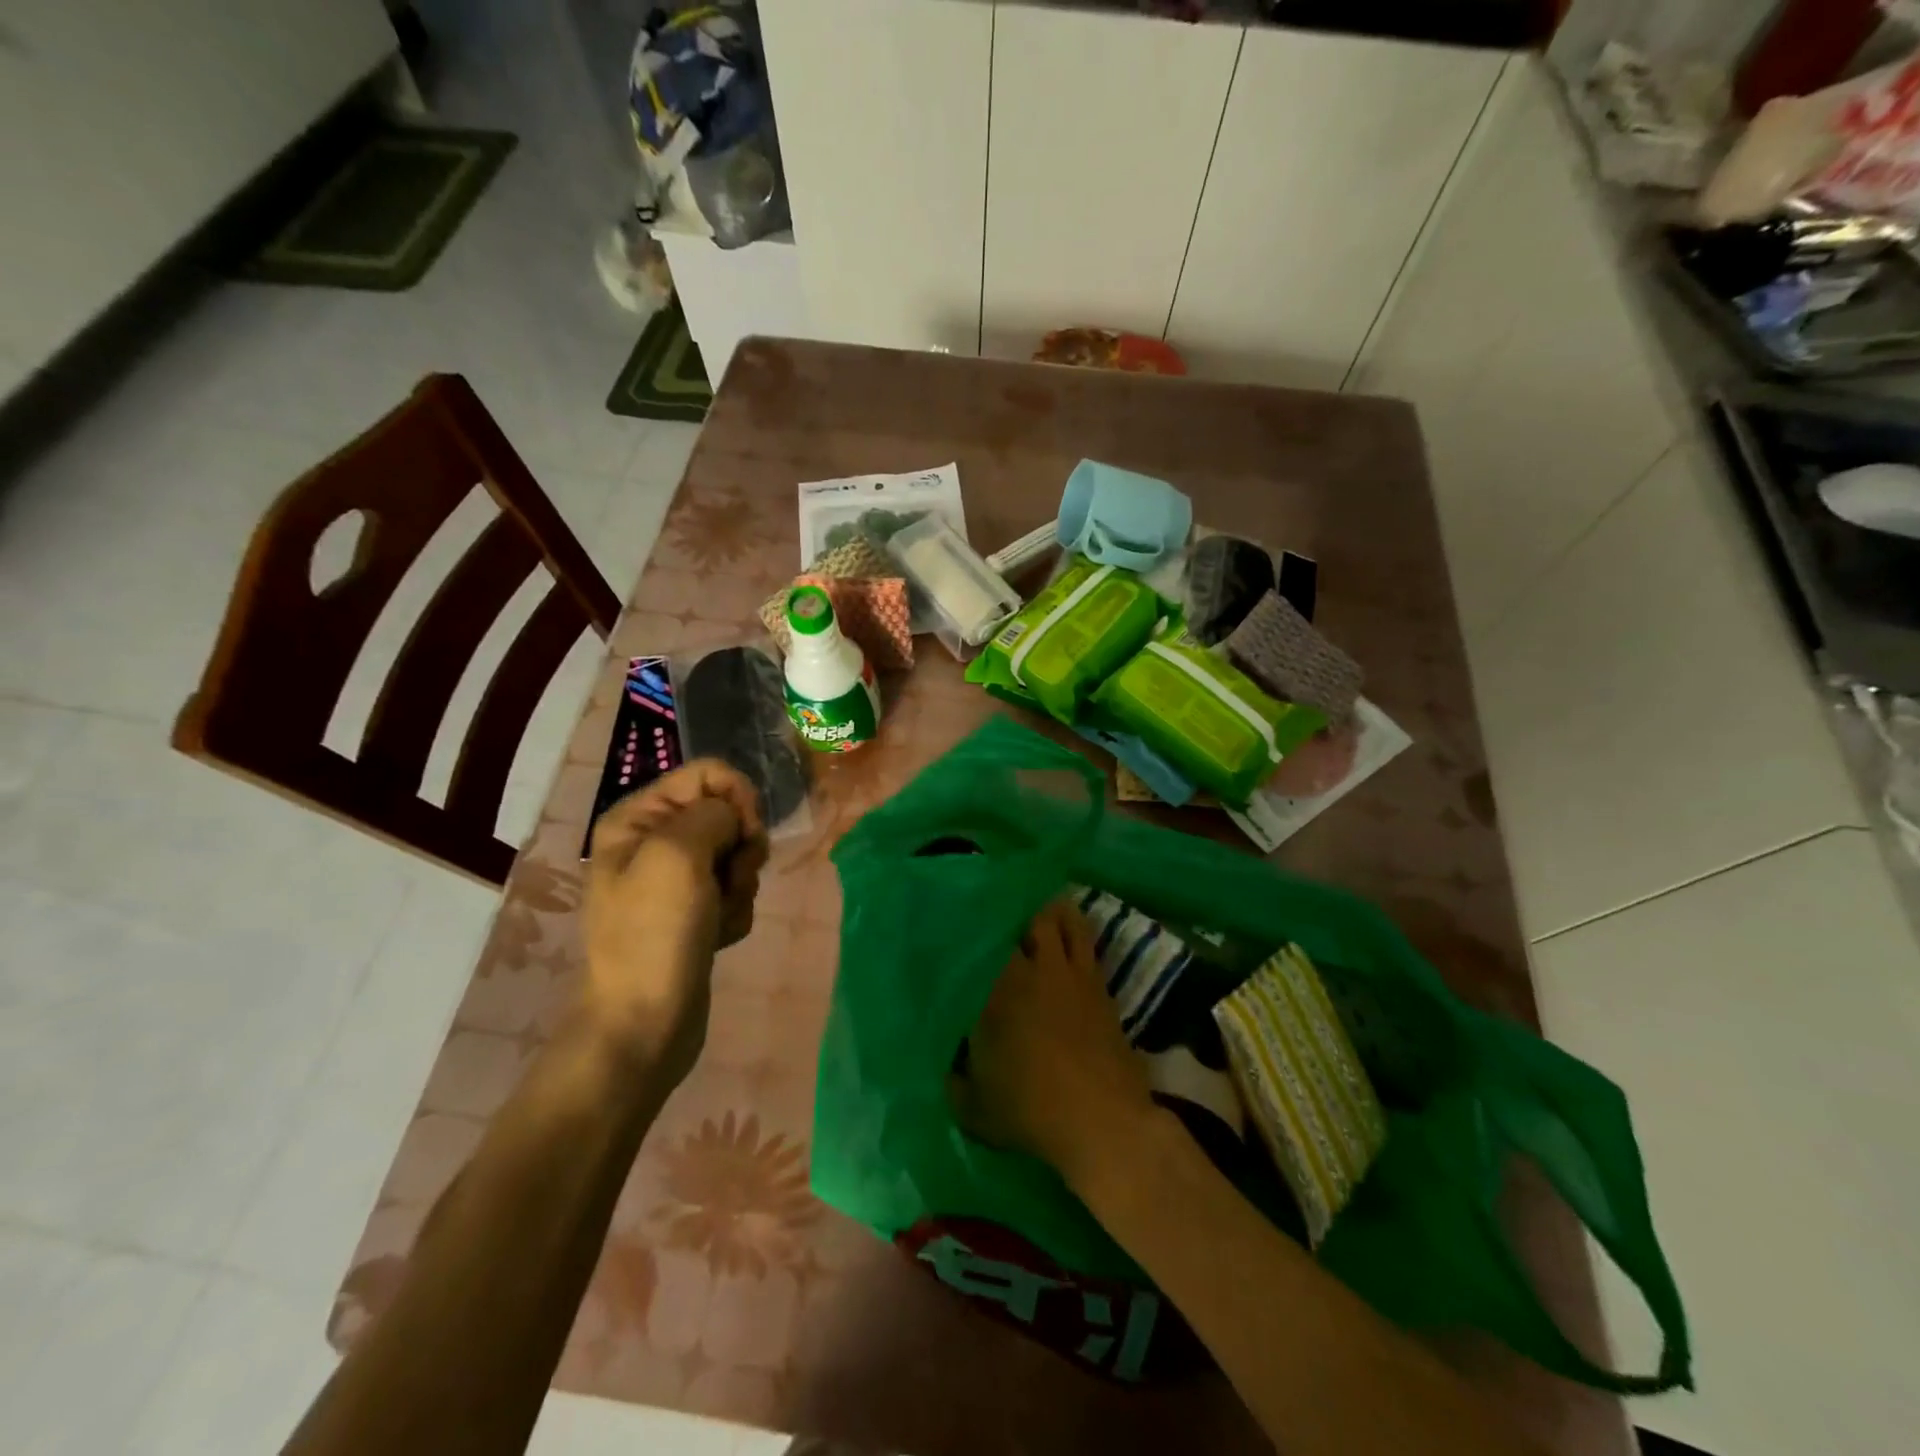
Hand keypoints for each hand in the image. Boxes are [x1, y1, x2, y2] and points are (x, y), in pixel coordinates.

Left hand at [584, 760, 768, 1070]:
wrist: (644, 1023)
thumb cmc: (654, 934)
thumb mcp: (678, 855)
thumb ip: (712, 814)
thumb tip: (734, 816)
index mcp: (637, 818)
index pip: (708, 774)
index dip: (737, 797)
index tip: (747, 833)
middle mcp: (654, 841)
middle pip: (727, 813)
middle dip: (741, 846)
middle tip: (730, 879)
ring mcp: (676, 880)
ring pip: (738, 854)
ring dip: (741, 884)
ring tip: (720, 915)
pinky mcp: (695, 911)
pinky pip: (736, 890)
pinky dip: (736, 910)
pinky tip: (719, 936)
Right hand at [951, 900, 1157, 1190]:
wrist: (1102, 1121)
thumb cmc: (1030, 1111)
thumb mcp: (974, 1108)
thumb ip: (955, 1083)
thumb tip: (949, 1069)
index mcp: (996, 989)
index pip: (979, 945)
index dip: (969, 932)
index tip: (958, 929)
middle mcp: (1033, 970)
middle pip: (1023, 920)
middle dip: (1010, 915)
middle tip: (998, 918)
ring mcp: (1071, 974)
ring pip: (1061, 920)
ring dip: (1047, 913)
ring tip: (1035, 911)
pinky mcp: (1100, 985)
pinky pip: (1085, 943)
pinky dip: (1073, 931)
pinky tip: (1065, 934)